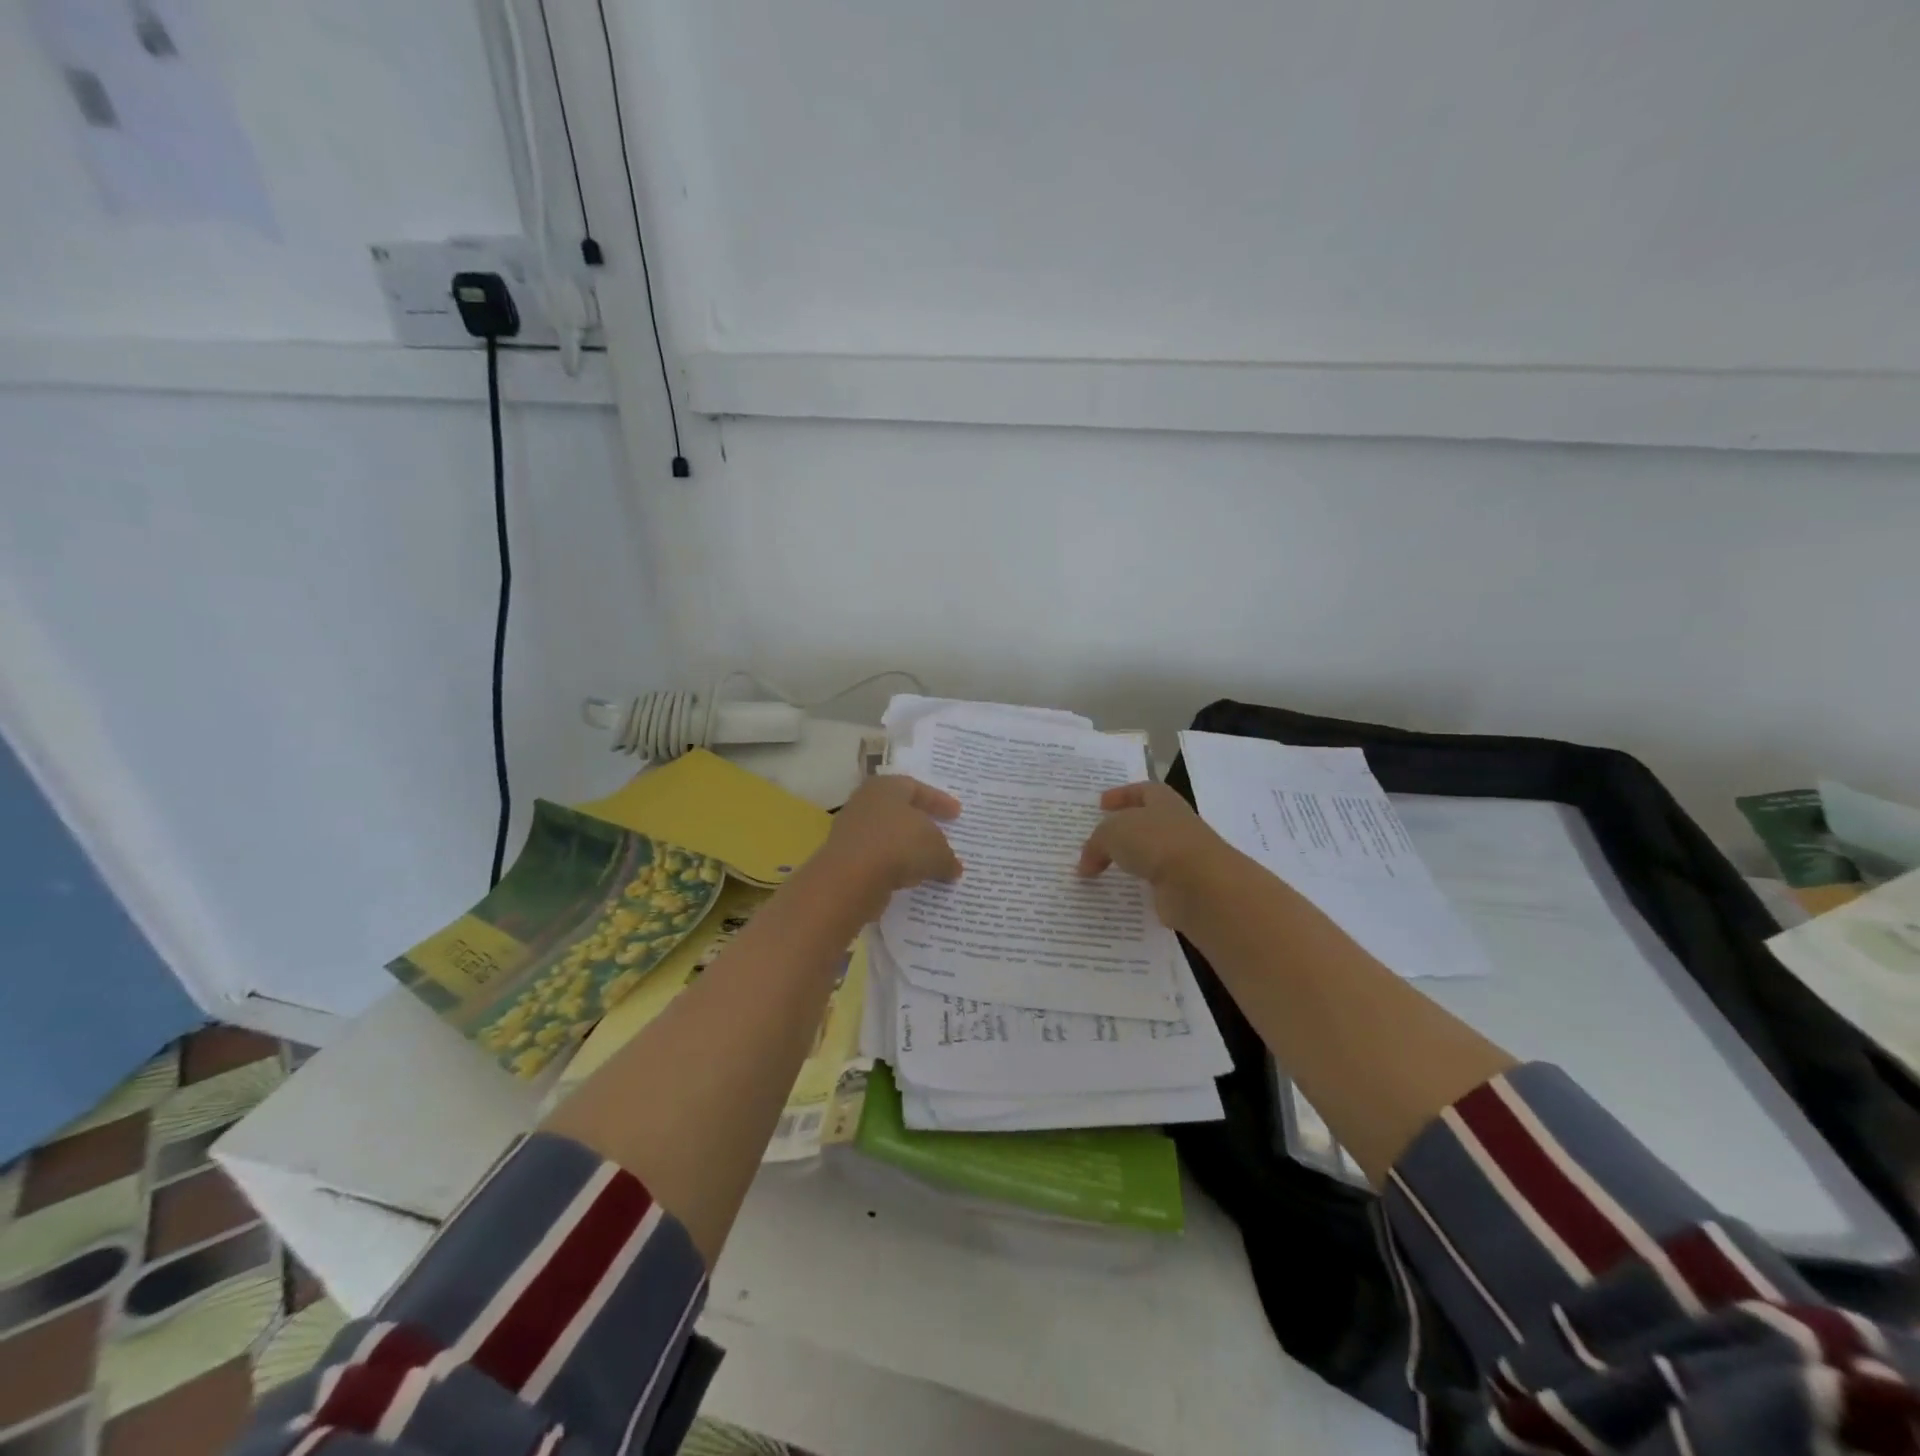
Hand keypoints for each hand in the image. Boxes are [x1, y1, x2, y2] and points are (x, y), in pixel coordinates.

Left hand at [815, 774, 962, 923]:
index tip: (957, 814)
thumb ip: (947, 857)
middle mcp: (866, 803)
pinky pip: (878, 858)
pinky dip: (894, 866)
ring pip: (888, 836)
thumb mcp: (936, 850)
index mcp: (887, 787)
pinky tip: (909, 878)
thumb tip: (953, 868)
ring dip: (907, 848)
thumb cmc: (899, 847)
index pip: (917, 788)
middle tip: (941, 833)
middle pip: (899, 811)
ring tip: (928, 861)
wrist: (850, 879)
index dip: (939, 801)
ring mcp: (852, 831)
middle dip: (921, 823)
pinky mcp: (846, 859)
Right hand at [1077, 781, 1233, 930]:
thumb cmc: (1156, 842)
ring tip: (1102, 868)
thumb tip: (1085, 865)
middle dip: (1123, 829)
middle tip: (1097, 838)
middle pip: (1146, 822)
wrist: (1201, 885)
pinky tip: (1118, 892)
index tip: (1101, 804)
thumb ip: (1095, 844)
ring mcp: (1182, 857)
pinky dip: (1137, 886)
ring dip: (1130, 859)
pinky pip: (1153, 883)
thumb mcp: (1112, 833)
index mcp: (1163, 801)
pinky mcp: (1182, 887)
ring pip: (1150, 854)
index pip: (1142, 791)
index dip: (1121, 795)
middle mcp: (1175, 825)